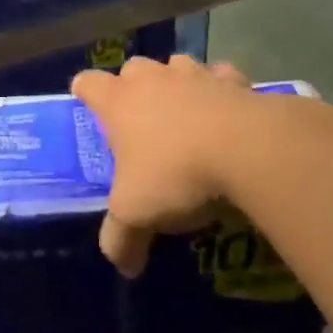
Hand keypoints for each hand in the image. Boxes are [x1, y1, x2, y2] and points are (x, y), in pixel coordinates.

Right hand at [71, 56, 255, 276]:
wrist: (247, 149)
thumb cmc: (176, 173)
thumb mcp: (137, 214)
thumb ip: (121, 238)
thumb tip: (124, 267)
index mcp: (119, 102)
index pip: (88, 83)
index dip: (85, 93)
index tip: (88, 106)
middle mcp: (152, 79)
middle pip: (132, 68)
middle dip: (132, 87)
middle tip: (140, 119)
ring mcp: (195, 74)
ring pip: (176, 65)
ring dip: (176, 83)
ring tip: (184, 112)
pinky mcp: (235, 80)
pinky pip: (221, 76)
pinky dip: (221, 89)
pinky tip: (227, 112)